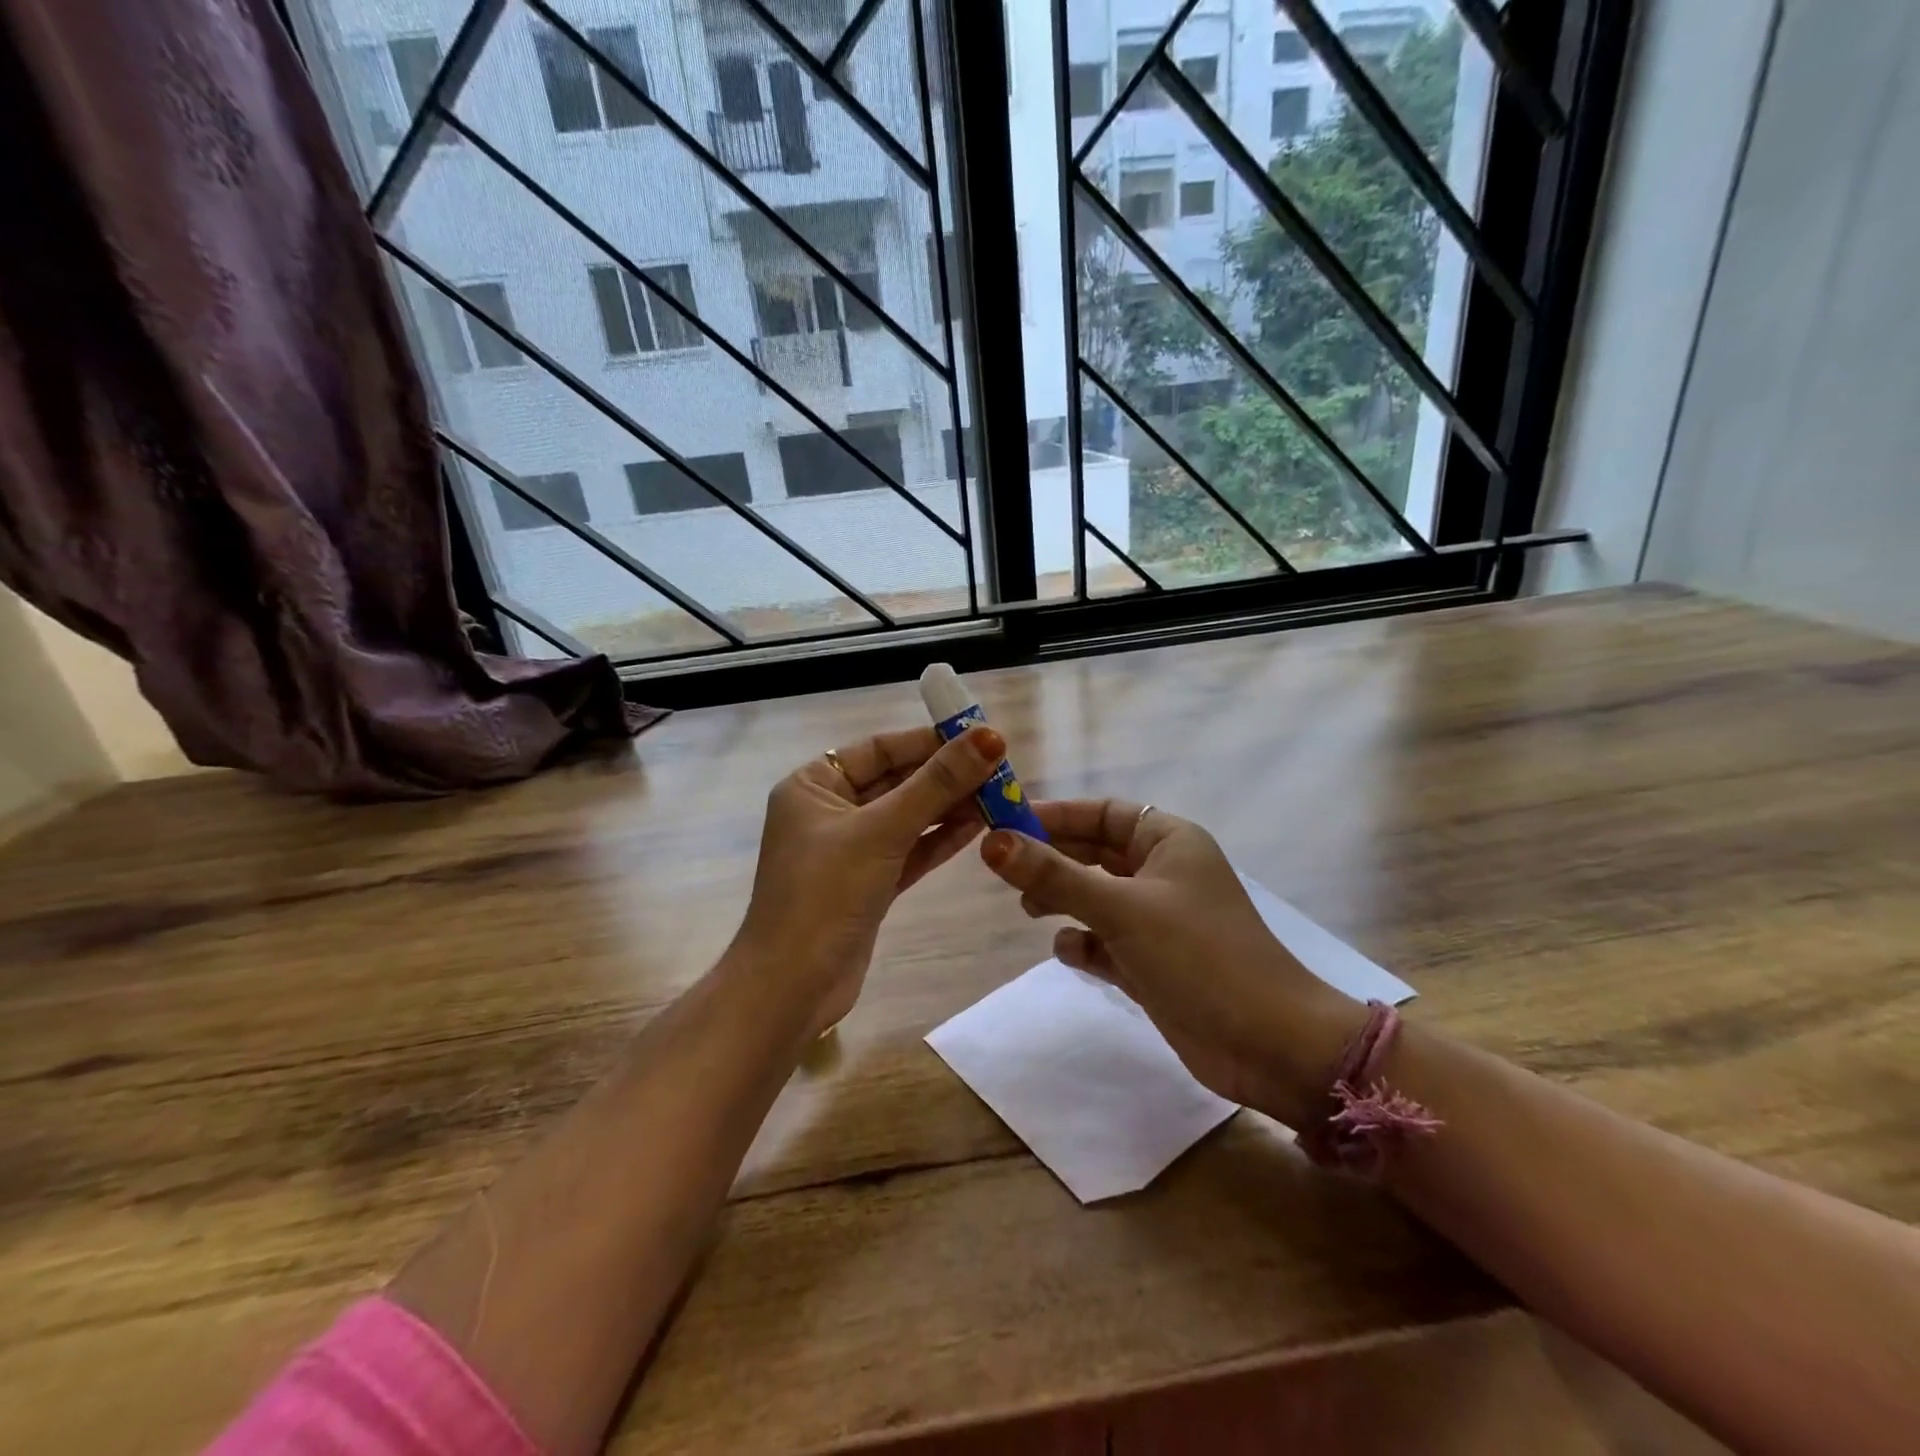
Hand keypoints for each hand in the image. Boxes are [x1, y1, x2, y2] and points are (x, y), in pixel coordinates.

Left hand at [730, 724, 1003, 1037]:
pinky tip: (978, 826)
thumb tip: (990, 737)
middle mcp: (828, 811)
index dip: (929, 741)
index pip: (879, 748)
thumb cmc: (826, 894)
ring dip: (949, 807)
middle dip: (945, 776)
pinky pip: (908, 850)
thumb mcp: (882, 831)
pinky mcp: (867, 884)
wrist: (792, 988)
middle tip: (1000, 769)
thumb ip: (937, 783)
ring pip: (906, 817)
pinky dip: (939, 839)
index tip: (980, 738)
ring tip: (1000, 795)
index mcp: (813, 785)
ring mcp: (849, 850)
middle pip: (896, 781)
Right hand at [980, 801, 1363, 1125]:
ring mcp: (1159, 921)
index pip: (1102, 813)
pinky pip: (1106, 941)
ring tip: (1030, 910)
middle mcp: (1163, 874)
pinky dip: (1085, 943)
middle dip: (1053, 860)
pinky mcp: (1153, 964)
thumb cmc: (1199, 956)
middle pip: (1094, 853)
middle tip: (1005, 870)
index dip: (1055, 816)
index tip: (1006, 825)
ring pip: (1096, 897)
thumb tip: (993, 842)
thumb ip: (1055, 875)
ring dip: (1063, 900)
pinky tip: (1072, 953)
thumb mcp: (1122, 908)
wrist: (1270, 1045)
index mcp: (1168, 841)